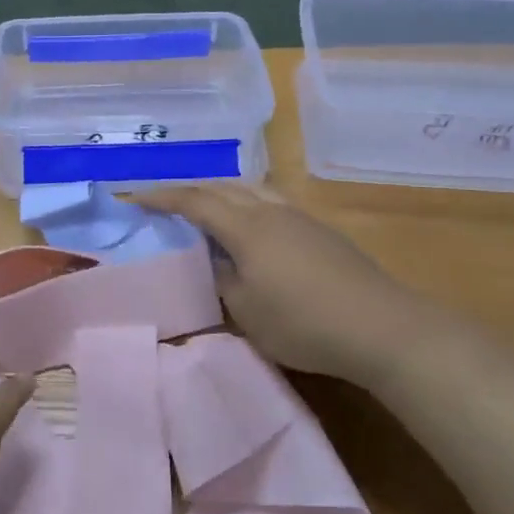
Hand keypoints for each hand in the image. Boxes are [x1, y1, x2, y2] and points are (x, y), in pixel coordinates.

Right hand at [136, 182, 447, 384]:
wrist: (380, 326)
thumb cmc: (303, 323)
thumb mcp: (246, 311)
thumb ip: (220, 279)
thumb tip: (210, 259)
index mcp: (246, 227)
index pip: (194, 201)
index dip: (161, 197)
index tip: (133, 198)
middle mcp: (270, 210)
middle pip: (222, 186)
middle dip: (188, 190)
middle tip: (164, 201)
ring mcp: (299, 217)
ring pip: (250, 189)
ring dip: (221, 192)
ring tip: (205, 207)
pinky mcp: (320, 230)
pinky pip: (270, 201)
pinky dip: (246, 202)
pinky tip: (250, 224)